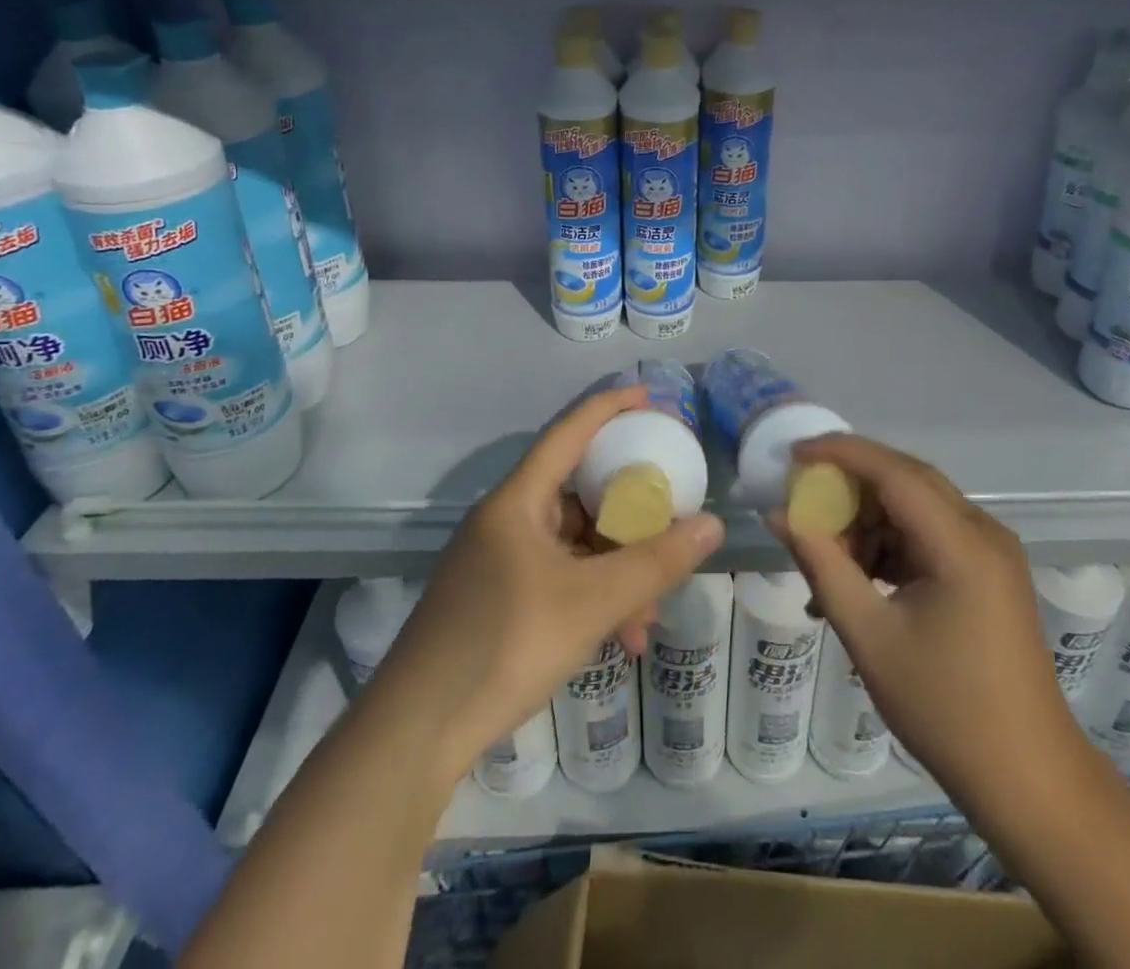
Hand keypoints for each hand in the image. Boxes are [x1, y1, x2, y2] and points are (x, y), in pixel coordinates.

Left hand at [369, 386, 724, 788]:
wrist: (417, 732)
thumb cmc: (505, 644)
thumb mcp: (593, 602)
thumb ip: (656, 563)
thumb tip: (712, 525)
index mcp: (518, 501)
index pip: (569, 432)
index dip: (609, 408)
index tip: (649, 397)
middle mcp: (506, 520)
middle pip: (578, 494)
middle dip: (628, 514)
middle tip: (669, 518)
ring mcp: (498, 561)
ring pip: (573, 545)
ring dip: (615, 570)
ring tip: (650, 612)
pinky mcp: (496, 598)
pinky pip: (558, 577)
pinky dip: (592, 597)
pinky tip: (621, 638)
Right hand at [770, 434, 1091, 799]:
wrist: (1028, 778)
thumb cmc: (945, 708)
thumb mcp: (869, 635)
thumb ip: (821, 564)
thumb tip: (779, 515)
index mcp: (962, 543)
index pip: (893, 471)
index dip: (840, 453)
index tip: (793, 454)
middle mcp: (983, 532)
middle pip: (906, 480)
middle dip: (850, 484)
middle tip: (802, 499)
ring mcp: (990, 551)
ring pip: (915, 507)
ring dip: (867, 521)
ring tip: (827, 562)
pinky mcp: (988, 572)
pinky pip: (929, 535)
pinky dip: (890, 546)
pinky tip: (859, 581)